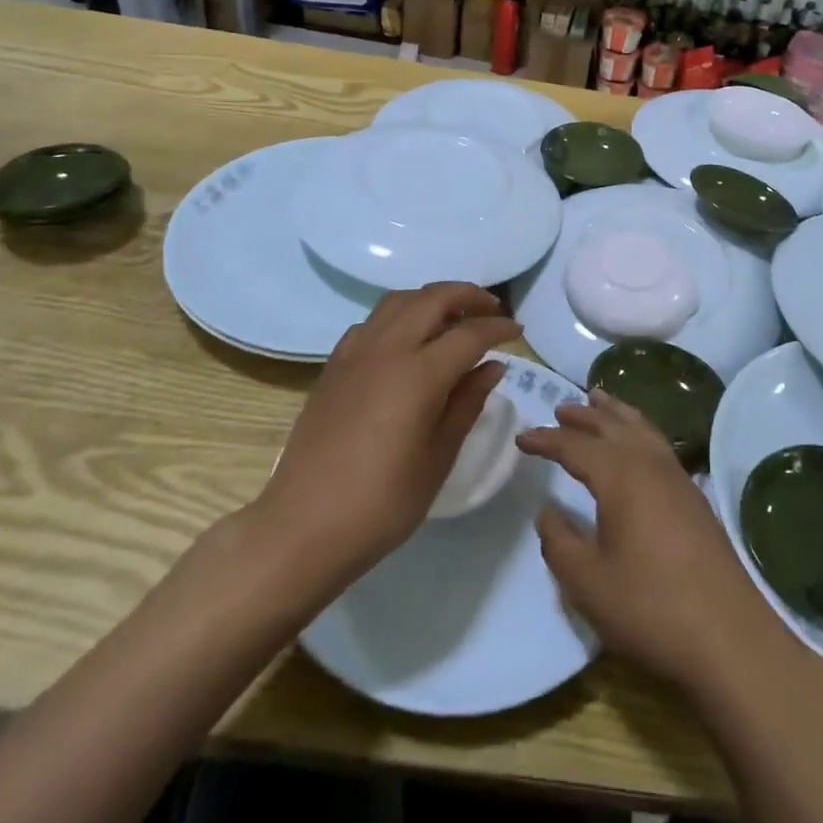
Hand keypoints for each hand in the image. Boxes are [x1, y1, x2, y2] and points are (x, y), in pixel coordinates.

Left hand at [255, 283, 519, 587]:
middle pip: (433, 299)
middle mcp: (386, 349)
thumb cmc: (382, 503)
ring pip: (399, 301)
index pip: (469, 333)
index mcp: (418, 374)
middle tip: (492, 311)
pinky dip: (399, 316)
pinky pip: (372, 322)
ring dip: (431, 299)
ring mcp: (355, 353)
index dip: (498, 328)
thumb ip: (467, 403)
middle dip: (468, 296)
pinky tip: (407, 342)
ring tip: (453, 319)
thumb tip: (492, 366)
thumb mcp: (438, 457)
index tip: (518, 332)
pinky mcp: (333, 365)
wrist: (303, 526)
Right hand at [517, 390, 791, 697]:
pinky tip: (638, 444)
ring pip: (642, 428)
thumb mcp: (587, 582)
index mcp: (621, 476)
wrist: (729, 637)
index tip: (521, 438)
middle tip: (560, 408)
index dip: (546, 440)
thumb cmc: (650, 607)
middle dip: (584, 416)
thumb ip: (559, 541)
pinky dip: (640, 430)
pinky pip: (659, 444)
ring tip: (599, 401)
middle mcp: (651, 464)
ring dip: (616, 413)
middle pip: (613, 425)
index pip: (575, 446)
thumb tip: (548, 511)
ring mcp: (678, 479)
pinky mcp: (695, 497)